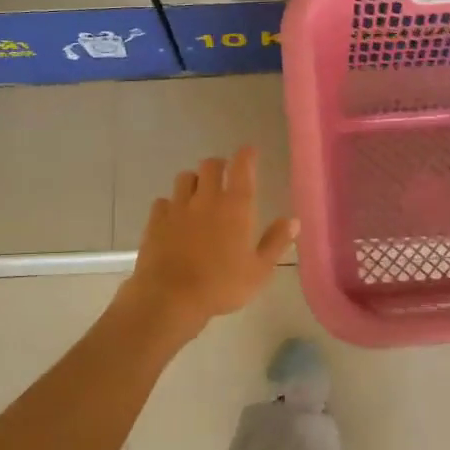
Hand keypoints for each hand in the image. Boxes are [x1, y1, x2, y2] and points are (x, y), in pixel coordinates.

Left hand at [123, 147, 296, 331]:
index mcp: (235, 206)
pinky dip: (171, 204)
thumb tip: (293, 221)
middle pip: (210, 165)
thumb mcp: (259, 270)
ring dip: (194, 181)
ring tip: (199, 195)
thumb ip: (276, 242)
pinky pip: (163, 201)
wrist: (170, 297)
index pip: (242, 167)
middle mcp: (206, 198)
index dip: (246, 155)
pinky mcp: (155, 220)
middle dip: (219, 165)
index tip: (250, 152)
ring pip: (184, 178)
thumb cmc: (221, 285)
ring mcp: (177, 207)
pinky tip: (174, 217)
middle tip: (224, 176)